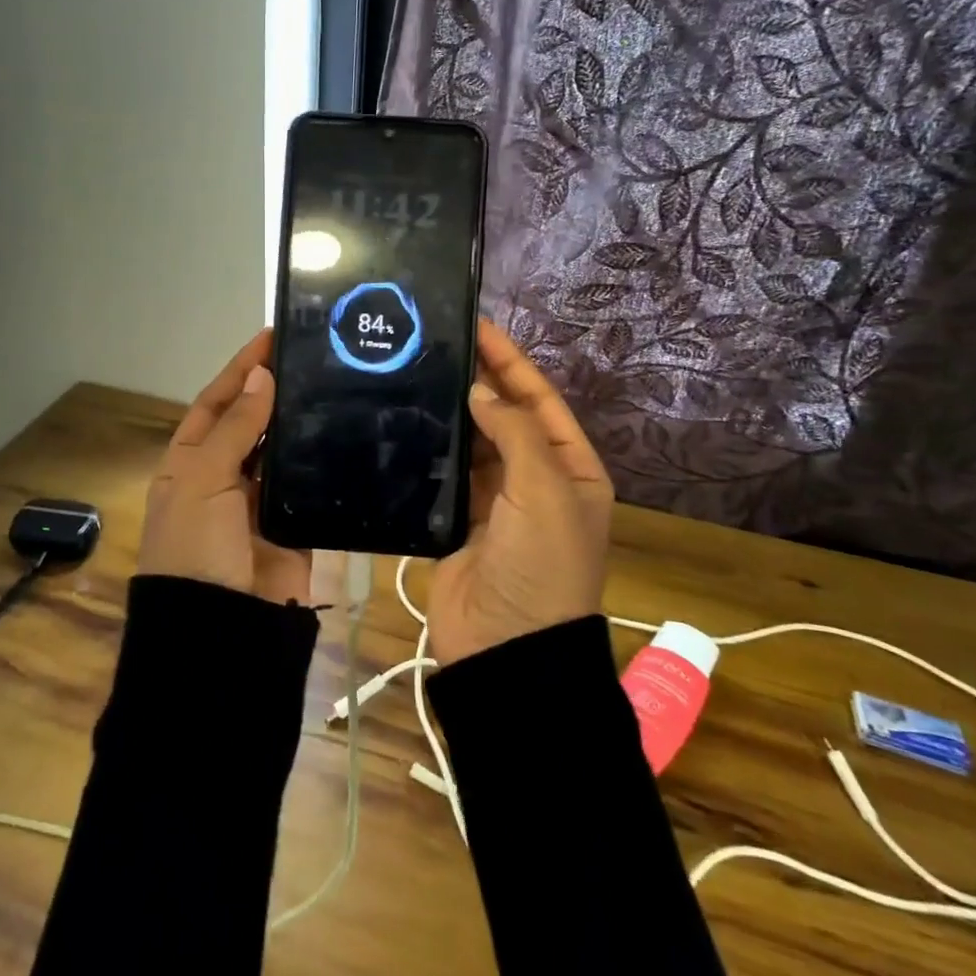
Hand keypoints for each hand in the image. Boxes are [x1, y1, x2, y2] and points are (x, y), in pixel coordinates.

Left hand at [138, 329, 312, 604]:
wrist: (220, 628)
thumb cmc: (195, 544)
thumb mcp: (203, 478)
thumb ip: (236, 427)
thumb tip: (262, 376)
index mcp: (191, 461)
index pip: (217, 402)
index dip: (241, 370)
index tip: (272, 336)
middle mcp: (225, 476)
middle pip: (253, 422)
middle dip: (277, 391)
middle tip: (317, 357)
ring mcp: (261, 501)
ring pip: (285, 450)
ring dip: (303, 423)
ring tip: (339, 385)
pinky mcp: (295, 525)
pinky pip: (311, 485)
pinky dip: (325, 463)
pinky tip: (349, 433)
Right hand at [426, 320, 613, 663]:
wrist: (507, 648)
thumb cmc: (542, 564)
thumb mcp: (546, 491)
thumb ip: (515, 432)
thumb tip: (481, 390)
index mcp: (571, 469)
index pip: (540, 400)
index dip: (512, 362)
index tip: (478, 326)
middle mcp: (535, 480)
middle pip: (504, 417)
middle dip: (478, 381)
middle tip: (435, 344)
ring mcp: (494, 502)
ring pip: (470, 444)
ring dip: (450, 413)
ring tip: (414, 373)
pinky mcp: (456, 522)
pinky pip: (443, 475)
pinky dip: (429, 450)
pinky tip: (404, 421)